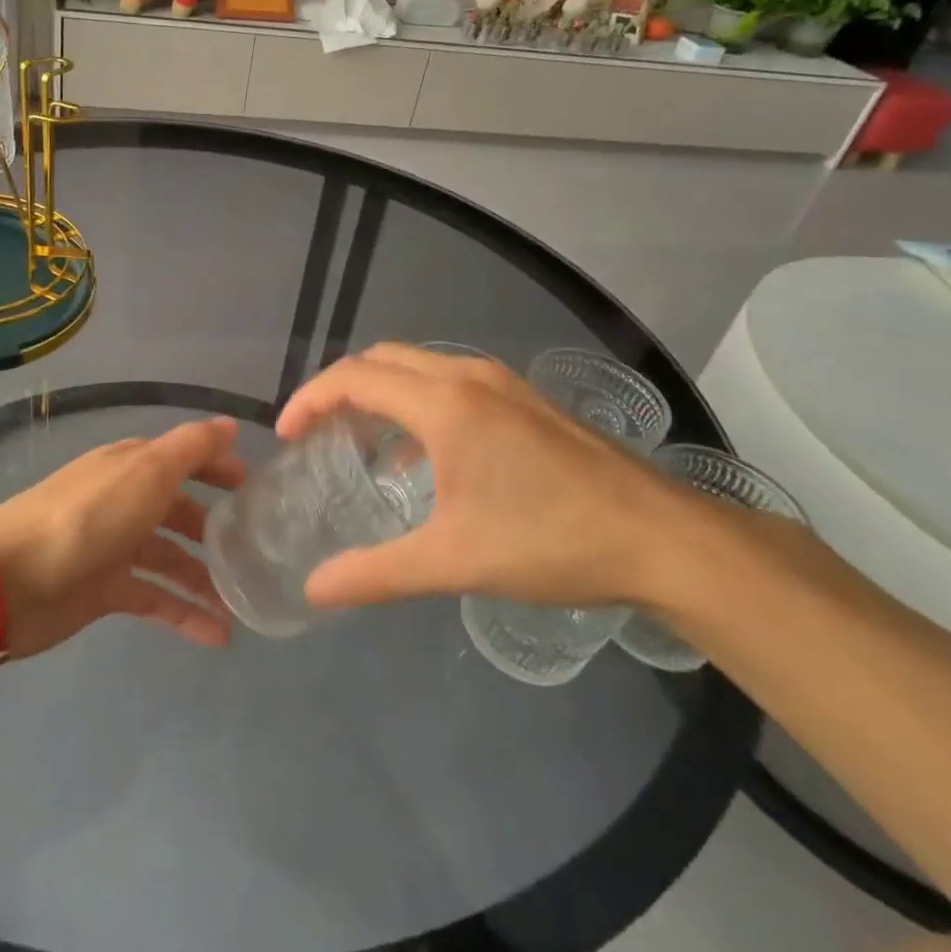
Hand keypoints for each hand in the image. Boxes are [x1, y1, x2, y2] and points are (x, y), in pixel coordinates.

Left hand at [0, 417, 243, 657]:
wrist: (9, 581)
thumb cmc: (88, 517)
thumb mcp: (147, 471)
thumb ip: (192, 448)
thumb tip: (231, 426)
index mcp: (132, 466)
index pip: (184, 459)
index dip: (218, 467)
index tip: (255, 486)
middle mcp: (125, 500)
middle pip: (178, 510)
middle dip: (215, 527)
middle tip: (256, 549)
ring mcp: (114, 546)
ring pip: (171, 558)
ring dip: (205, 579)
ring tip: (242, 606)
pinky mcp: (104, 590)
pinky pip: (155, 598)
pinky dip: (184, 613)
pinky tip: (217, 635)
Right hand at [276, 343, 712, 610]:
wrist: (663, 538)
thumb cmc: (551, 541)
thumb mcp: (454, 561)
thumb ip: (377, 574)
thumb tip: (316, 591)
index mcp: (444, 403)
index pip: (354, 378)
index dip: (310, 399)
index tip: (286, 434)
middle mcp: (468, 376)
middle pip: (383, 360)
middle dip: (341, 388)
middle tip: (317, 432)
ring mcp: (503, 383)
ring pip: (419, 366)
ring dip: (381, 392)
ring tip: (361, 440)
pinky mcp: (527, 400)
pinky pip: (451, 382)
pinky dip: (418, 402)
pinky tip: (425, 458)